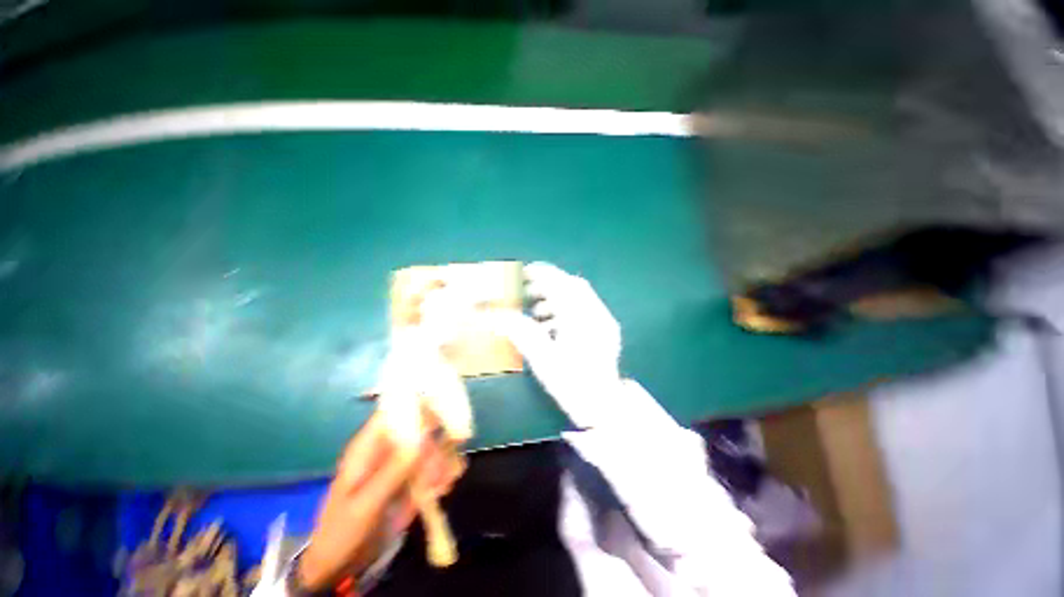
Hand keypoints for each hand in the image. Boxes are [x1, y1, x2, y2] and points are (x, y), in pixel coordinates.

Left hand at [298, 413, 459, 590]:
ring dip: (443, 462)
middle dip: (438, 441)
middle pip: (423, 426)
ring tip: (440, 486)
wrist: (341, 565)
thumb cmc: (342, 531)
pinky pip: (438, 467)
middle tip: (441, 466)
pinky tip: (443, 490)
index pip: (396, 410)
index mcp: (371, 445)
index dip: (420, 403)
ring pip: (435, 446)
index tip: (446, 408)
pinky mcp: (415, 479)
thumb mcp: (364, 505)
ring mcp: (405, 463)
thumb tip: (422, 436)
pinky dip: (446, 474)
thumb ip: (392, 471)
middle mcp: (392, 447)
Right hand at [493, 263, 623, 428]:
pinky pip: (585, 308)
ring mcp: (605, 322)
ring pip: (580, 297)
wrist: (603, 408)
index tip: (526, 271)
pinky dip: (567, 310)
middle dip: (549, 284)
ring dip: (557, 298)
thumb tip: (495, 315)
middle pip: (573, 286)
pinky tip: (552, 326)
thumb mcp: (541, 359)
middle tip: (528, 292)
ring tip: (536, 311)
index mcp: (582, 319)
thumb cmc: (571, 384)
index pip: (562, 285)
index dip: (543, 274)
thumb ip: (520, 332)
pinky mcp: (606, 330)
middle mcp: (597, 314)